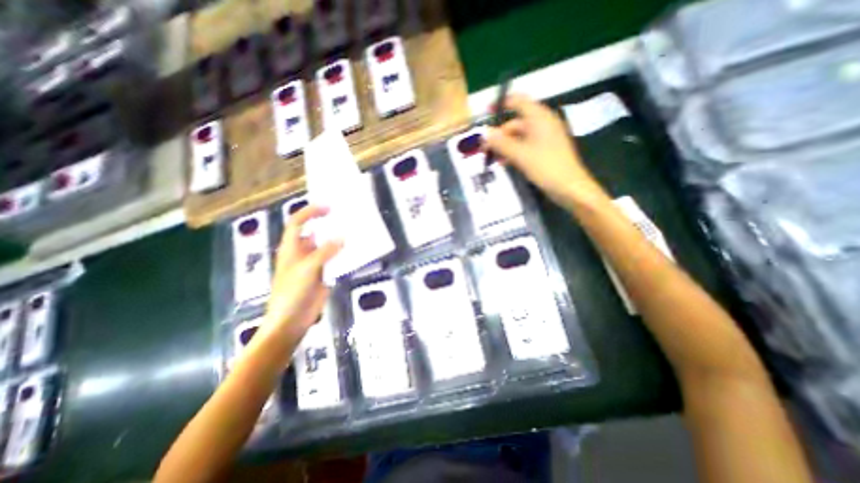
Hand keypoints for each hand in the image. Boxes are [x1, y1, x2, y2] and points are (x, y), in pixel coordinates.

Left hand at [263, 206, 340, 340]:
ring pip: (325, 245)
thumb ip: (324, 252)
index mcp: (291, 248)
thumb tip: (342, 237)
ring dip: (336, 238)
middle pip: (313, 231)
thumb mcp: (307, 269)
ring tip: (352, 230)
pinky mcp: (322, 274)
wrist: (292, 321)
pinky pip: (333, 259)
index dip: (310, 212)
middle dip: (325, 223)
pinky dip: (342, 253)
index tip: (329, 207)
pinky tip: (353, 250)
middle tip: (344, 216)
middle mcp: (301, 252)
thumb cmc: (292, 293)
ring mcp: (313, 263)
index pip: (297, 223)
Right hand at [482, 93, 607, 206]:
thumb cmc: (546, 167)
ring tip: (492, 158)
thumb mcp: (520, 155)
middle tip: (485, 148)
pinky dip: (514, 152)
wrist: (569, 188)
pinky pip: (525, 146)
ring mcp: (545, 138)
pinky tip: (504, 163)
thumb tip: (484, 133)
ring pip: (519, 136)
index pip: (519, 101)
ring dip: (505, 145)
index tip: (486, 111)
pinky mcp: (545, 150)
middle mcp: (543, 124)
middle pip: (516, 123)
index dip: (502, 103)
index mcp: (540, 118)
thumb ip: (501, 143)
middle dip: (500, 134)